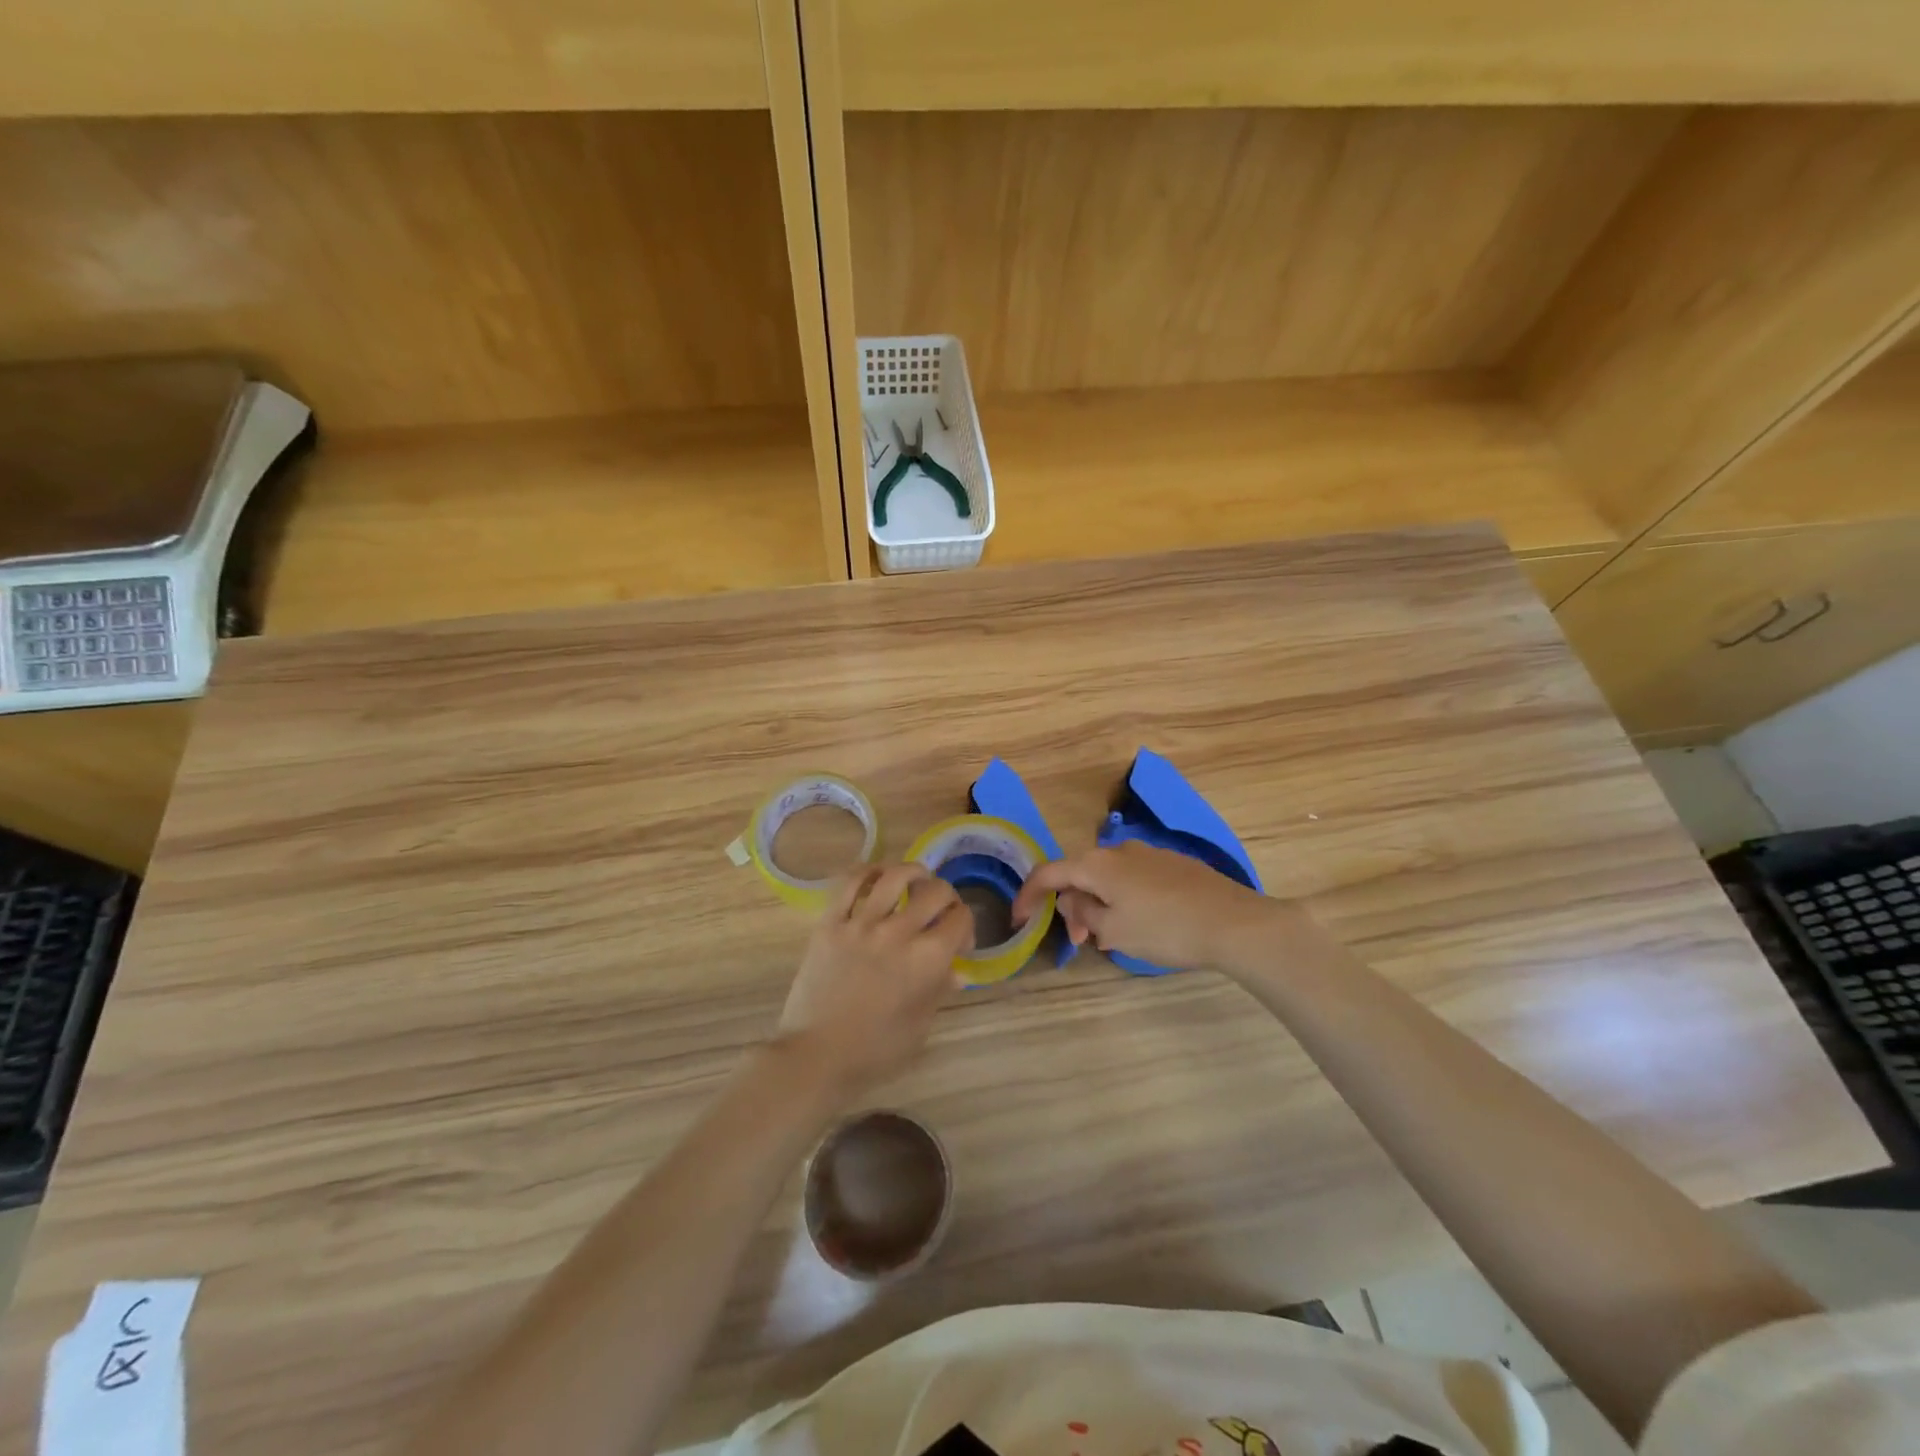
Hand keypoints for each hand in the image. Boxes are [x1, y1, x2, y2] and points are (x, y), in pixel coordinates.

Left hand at [776, 863, 973, 1099]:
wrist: (816, 1056)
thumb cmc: (874, 1052)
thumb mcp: (920, 1026)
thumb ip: (940, 990)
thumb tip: (957, 970)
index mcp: (927, 959)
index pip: (960, 919)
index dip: (966, 925)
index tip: (959, 942)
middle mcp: (898, 932)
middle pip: (935, 891)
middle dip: (947, 896)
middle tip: (940, 911)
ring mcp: (861, 924)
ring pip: (894, 876)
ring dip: (912, 873)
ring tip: (916, 879)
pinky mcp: (830, 923)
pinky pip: (850, 883)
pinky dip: (868, 872)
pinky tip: (877, 876)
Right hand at [1012, 840, 1301, 974]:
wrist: (1234, 923)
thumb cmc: (1165, 929)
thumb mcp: (1113, 931)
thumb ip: (1083, 914)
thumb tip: (1074, 903)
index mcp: (1098, 864)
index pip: (1048, 872)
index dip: (1028, 895)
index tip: (1018, 919)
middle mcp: (1120, 850)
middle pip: (1079, 874)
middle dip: (1070, 906)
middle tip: (1078, 941)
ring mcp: (1149, 855)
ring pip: (1108, 878)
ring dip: (1098, 905)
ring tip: (1107, 938)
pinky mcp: (1174, 865)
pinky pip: (1133, 879)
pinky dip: (1122, 900)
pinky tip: (1138, 925)